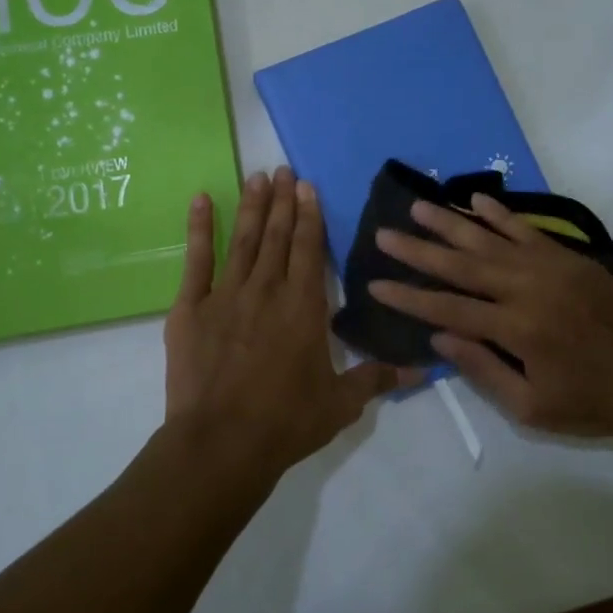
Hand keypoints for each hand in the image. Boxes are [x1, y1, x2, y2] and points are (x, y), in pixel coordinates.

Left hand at [165, 167, 406, 483]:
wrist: (221, 443)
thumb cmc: (286, 422)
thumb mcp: (340, 403)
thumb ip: (376, 378)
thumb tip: (421, 370)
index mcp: (304, 307)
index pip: (310, 249)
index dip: (310, 215)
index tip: (307, 186)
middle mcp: (268, 290)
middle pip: (278, 236)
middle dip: (282, 201)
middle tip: (282, 170)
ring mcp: (226, 295)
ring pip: (243, 240)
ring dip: (251, 206)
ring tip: (256, 177)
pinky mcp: (191, 309)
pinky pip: (196, 260)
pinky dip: (199, 229)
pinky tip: (200, 200)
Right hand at [369, 194, 612, 437]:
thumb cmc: (595, 402)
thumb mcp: (534, 407)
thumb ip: (483, 370)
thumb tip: (439, 336)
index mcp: (518, 329)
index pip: (449, 309)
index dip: (409, 297)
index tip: (375, 284)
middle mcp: (529, 289)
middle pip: (462, 265)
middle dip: (418, 250)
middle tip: (383, 234)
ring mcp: (551, 267)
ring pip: (490, 239)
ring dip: (450, 222)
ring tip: (417, 207)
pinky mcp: (570, 257)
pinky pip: (527, 229)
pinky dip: (499, 214)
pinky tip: (474, 200)